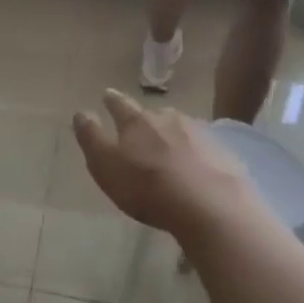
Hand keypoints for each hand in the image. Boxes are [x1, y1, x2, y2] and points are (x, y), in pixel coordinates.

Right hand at [72, 90, 251, 239]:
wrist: (212, 206)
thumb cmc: (149, 188)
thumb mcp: (106, 166)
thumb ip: (91, 138)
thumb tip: (81, 112)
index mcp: (136, 121)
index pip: (119, 104)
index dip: (111, 100)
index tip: (107, 95)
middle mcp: (166, 117)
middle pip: (151, 114)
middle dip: (143, 119)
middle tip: (138, 129)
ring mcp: (198, 132)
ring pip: (178, 127)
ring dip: (170, 134)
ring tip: (168, 148)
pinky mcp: (222, 151)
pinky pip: (202, 146)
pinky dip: (194, 151)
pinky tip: (195, 166)